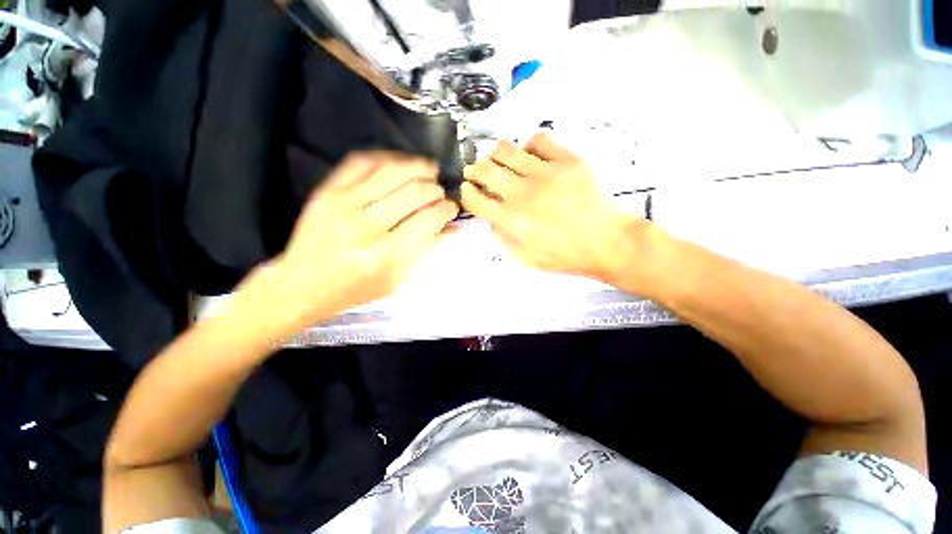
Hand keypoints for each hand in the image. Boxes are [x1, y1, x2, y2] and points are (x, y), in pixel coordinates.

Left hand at [242, 153, 458, 336]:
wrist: (300, 286)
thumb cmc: (355, 290)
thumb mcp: (397, 281)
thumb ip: (427, 253)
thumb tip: (452, 229)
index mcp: (387, 255)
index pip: (428, 220)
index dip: (446, 210)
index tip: (452, 208)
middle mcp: (366, 227)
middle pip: (414, 193)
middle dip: (436, 190)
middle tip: (441, 193)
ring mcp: (343, 204)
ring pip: (392, 172)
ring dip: (418, 167)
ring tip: (430, 170)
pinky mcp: (327, 192)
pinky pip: (362, 162)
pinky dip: (387, 158)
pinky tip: (401, 164)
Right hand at [461, 132, 640, 282]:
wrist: (606, 242)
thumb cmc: (565, 255)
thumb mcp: (526, 258)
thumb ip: (503, 238)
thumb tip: (491, 217)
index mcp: (512, 220)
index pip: (475, 199)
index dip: (467, 192)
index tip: (468, 189)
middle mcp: (523, 194)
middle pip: (485, 170)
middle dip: (475, 170)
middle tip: (478, 172)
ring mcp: (545, 173)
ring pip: (506, 149)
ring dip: (496, 154)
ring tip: (500, 160)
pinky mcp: (567, 160)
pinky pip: (539, 139)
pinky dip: (530, 145)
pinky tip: (532, 156)